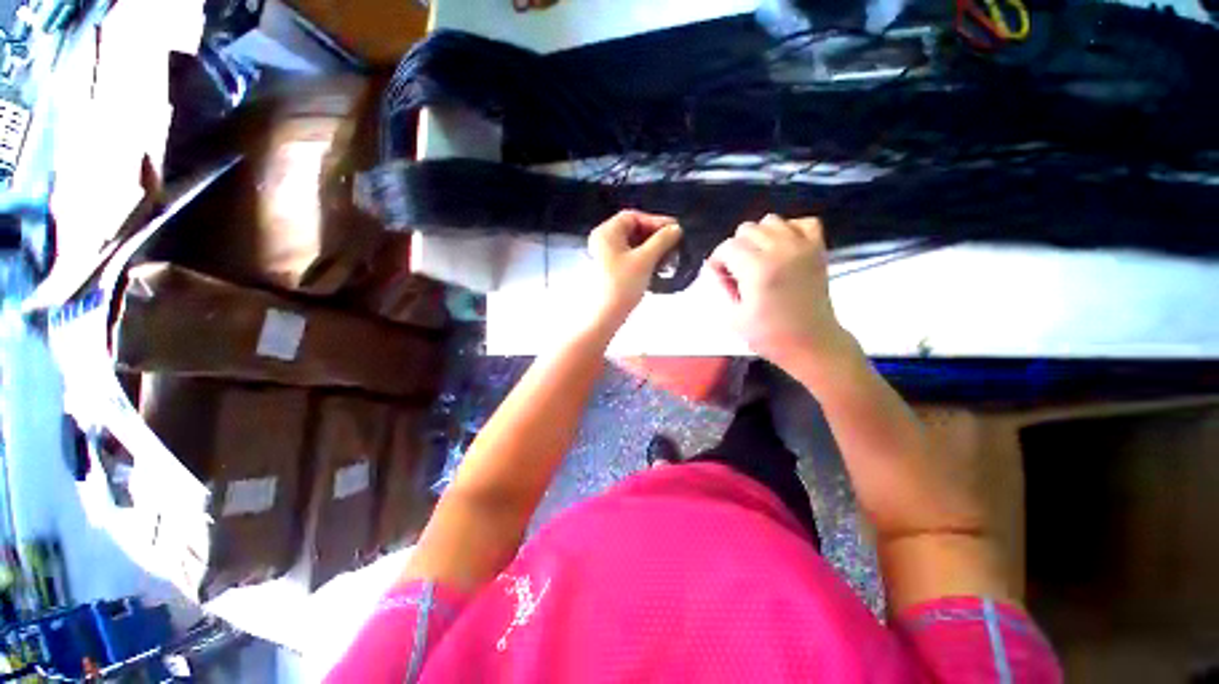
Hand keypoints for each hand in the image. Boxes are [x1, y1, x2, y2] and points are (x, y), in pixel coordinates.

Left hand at [588, 210, 681, 322]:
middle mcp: (602, 240)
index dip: (655, 221)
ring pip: (633, 245)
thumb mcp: (645, 259)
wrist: (605, 315)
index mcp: (606, 232)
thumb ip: (662, 240)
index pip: (633, 217)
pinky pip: (629, 257)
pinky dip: (645, 259)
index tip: (674, 230)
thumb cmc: (623, 284)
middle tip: (674, 245)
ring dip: (652, 249)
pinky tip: (659, 267)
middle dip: (656, 237)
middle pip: (633, 230)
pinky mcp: (609, 270)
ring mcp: (604, 256)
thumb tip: (677, 228)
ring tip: (670, 259)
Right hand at [705, 214, 852, 372]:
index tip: (718, 275)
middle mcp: (780, 250)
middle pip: (747, 229)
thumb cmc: (768, 335)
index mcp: (757, 269)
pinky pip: (804, 222)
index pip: (728, 247)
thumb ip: (720, 287)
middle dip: (736, 248)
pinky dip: (790, 229)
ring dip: (759, 236)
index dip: (717, 260)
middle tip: (738, 270)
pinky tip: (783, 247)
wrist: (811, 343)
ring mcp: (802, 247)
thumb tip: (714, 269)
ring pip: (771, 221)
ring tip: (758, 257)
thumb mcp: (733, 316)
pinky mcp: (818, 250)